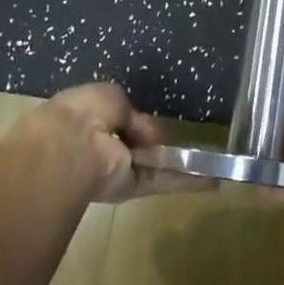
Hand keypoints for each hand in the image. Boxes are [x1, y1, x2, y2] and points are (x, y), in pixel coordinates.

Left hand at [14, 83, 214, 204]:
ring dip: (179, 164)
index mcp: (88, 117)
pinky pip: (161, 181)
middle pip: (135, 144)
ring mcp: (115, 168)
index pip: (115, 119)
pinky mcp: (129, 188)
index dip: (133, 118)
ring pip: (153, 164)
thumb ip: (129, 110)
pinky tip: (213, 181)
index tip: (150, 119)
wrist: (70, 149)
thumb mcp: (110, 96)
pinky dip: (186, 181)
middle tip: (186, 141)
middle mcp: (100, 145)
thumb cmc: (86, 112)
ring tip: (211, 164)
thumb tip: (142, 129)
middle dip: (155, 143)